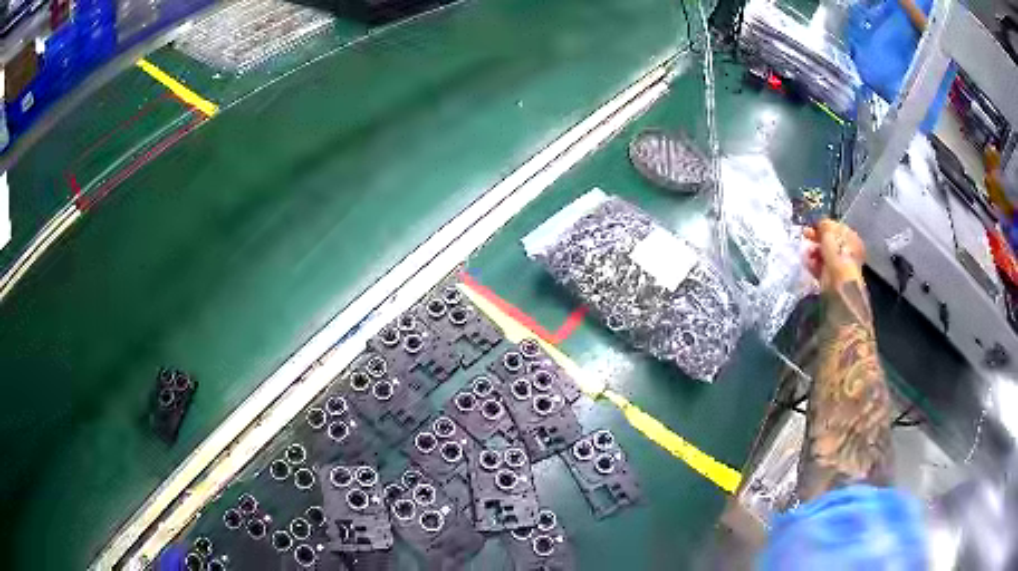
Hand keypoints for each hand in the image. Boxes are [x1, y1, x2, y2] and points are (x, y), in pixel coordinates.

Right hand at [803, 219, 865, 290]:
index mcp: (851, 239)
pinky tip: (807, 260)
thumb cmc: (837, 252)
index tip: (813, 224)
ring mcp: (838, 265)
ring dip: (813, 250)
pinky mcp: (829, 277)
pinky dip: (812, 263)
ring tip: (807, 251)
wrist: (838, 281)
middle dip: (816, 238)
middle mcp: (847, 251)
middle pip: (829, 241)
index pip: (836, 229)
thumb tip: (820, 224)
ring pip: (822, 254)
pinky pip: (818, 266)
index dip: (824, 225)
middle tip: (805, 234)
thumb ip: (824, 224)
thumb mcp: (830, 231)